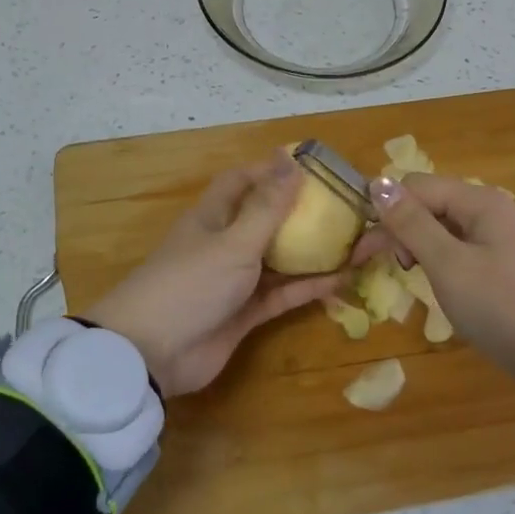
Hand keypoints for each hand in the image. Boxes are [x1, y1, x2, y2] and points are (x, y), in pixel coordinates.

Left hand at [85, 152, 342, 396]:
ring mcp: (236, 280)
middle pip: (270, 220)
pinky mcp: (245, 313)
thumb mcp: (233, 241)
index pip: (244, 182)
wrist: (151, 354)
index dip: (273, 171)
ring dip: (317, 251)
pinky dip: (310, 286)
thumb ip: (267, 206)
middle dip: (306, 213)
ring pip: (283, 258)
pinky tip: (345, 277)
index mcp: (213, 216)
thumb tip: (290, 159)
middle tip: (351, 207)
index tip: (313, 167)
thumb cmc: (190, 284)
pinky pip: (284, 293)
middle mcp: (225, 243)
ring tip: (363, 241)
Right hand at [353, 173, 514, 407]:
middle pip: (428, 203)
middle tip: (381, 267)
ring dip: (416, 245)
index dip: (385, 210)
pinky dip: (438, 261)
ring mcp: (497, 239)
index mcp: (478, 202)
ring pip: (441, 228)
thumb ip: (411, 223)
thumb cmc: (502, 306)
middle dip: (399, 228)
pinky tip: (433, 283)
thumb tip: (377, 182)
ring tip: (408, 275)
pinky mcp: (501, 266)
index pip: (416, 186)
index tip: (364, 250)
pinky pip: (457, 250)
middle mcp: (488, 211)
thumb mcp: (449, 264)